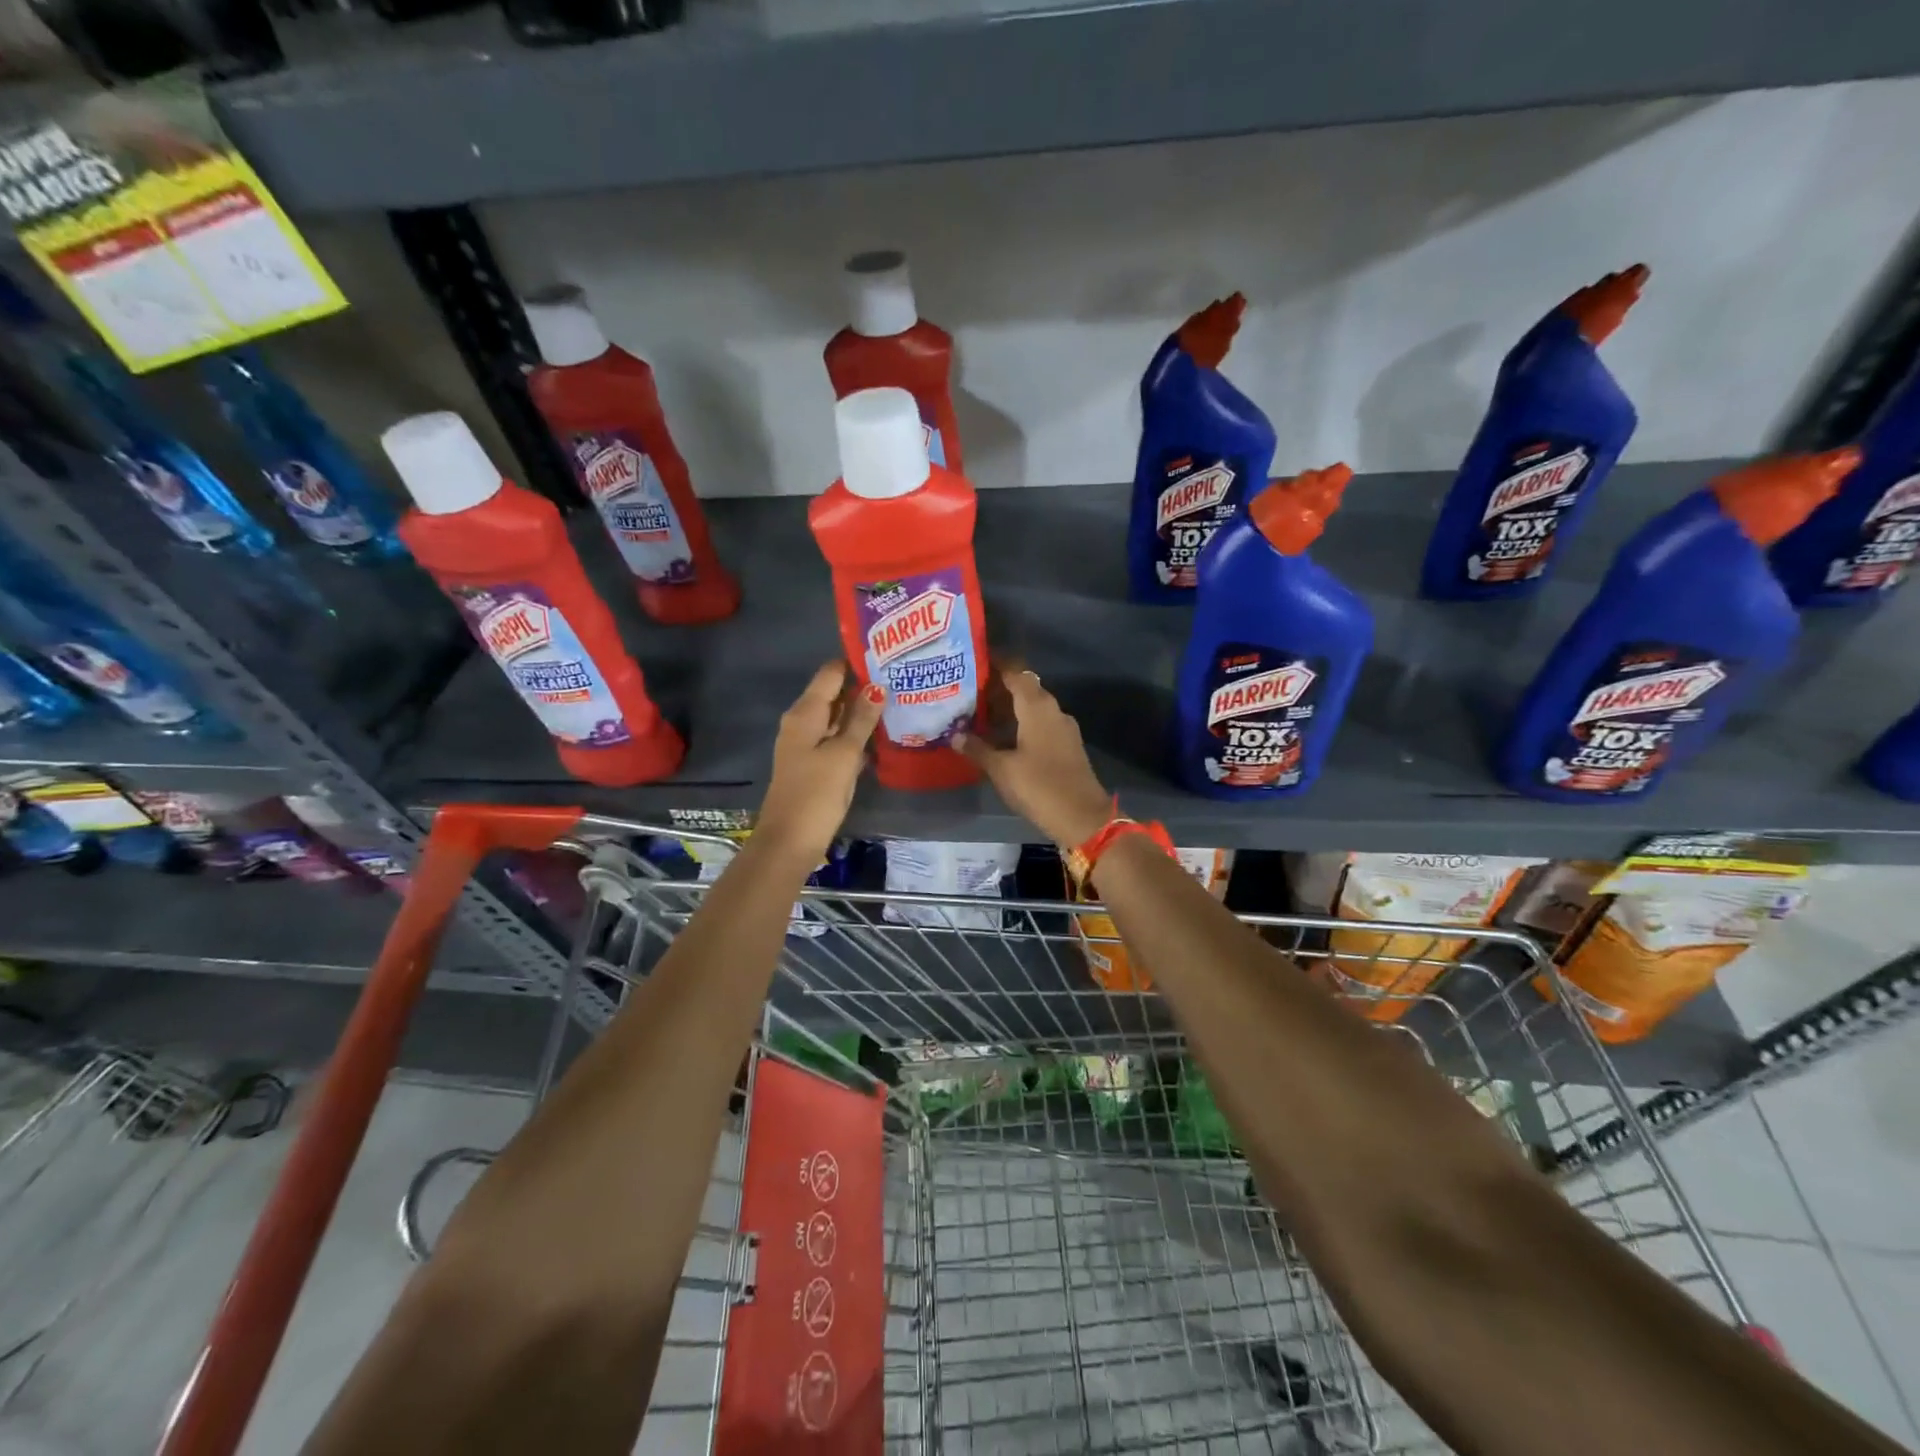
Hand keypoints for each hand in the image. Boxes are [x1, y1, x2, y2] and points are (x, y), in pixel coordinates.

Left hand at [755, 662, 884, 860]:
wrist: (789, 841)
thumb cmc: (816, 793)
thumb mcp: (843, 754)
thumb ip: (860, 720)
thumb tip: (877, 687)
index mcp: (805, 713)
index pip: (830, 674)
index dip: (855, 663)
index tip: (886, 657)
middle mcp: (802, 722)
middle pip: (834, 694)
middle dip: (863, 687)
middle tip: (900, 679)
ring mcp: (807, 744)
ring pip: (838, 718)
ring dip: (862, 712)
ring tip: (898, 702)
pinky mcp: (815, 764)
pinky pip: (837, 739)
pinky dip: (856, 735)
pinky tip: (881, 736)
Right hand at [955, 666, 1112, 848]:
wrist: (1082, 817)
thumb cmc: (1040, 786)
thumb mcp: (1002, 769)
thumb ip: (978, 749)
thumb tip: (955, 735)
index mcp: (1037, 707)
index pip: (1016, 673)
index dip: (996, 665)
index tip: (974, 662)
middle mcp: (1053, 710)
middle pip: (1024, 689)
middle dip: (997, 690)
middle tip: (967, 694)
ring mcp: (1063, 729)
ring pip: (1032, 709)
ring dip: (1008, 710)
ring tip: (977, 717)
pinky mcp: (1066, 746)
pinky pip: (1039, 725)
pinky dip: (1020, 726)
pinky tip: (1000, 739)